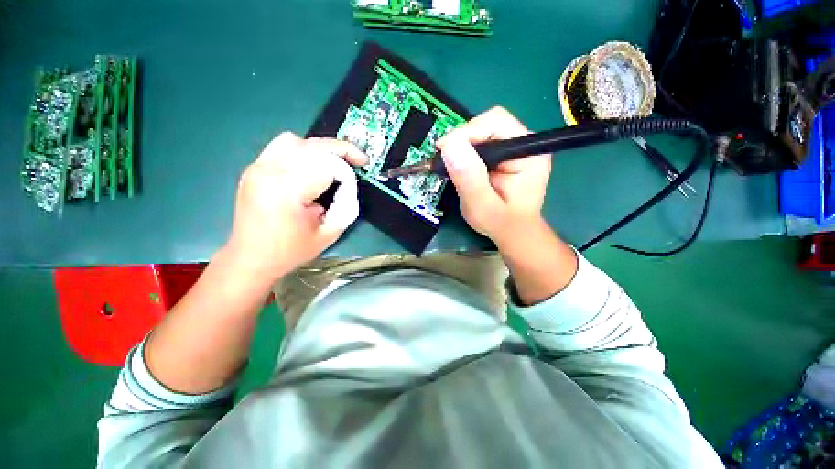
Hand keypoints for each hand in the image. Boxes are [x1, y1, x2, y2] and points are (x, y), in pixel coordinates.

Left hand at [224, 132, 366, 281]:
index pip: (328, 166)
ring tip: (336, 161)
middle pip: (313, 146)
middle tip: (359, 160)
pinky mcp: (254, 168)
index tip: (351, 192)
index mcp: (287, 190)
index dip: (347, 177)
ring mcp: (258, 167)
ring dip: (321, 149)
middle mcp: (269, 171)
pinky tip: (313, 164)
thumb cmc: (290, 251)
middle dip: (341, 150)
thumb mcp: (329, 234)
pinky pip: (282, 146)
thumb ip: (346, 206)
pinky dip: (304, 150)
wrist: (250, 259)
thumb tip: (348, 185)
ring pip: (297, 140)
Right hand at [437, 107, 550, 245]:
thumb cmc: (501, 223)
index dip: (466, 132)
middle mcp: (524, 144)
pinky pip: (481, 143)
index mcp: (528, 153)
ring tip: (452, 166)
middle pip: (488, 124)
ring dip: (463, 147)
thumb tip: (449, 145)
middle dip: (463, 140)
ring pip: (482, 132)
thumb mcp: (482, 206)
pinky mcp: (505, 155)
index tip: (443, 150)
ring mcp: (515, 148)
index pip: (496, 122)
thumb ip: (469, 178)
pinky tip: (460, 167)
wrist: (513, 232)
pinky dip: (466, 153)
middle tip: (446, 161)